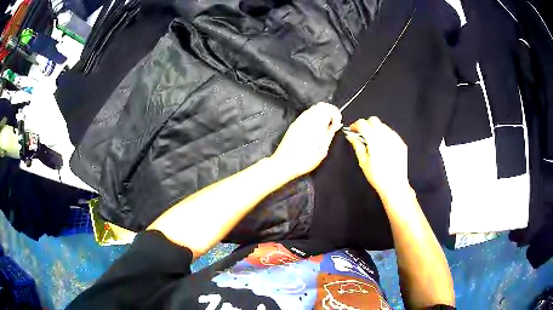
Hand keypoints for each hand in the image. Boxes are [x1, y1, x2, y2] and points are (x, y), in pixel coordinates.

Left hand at [270, 102, 341, 178]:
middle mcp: (306, 119)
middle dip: (330, 113)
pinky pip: (306, 114)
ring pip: (314, 108)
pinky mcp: (294, 124)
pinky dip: (314, 117)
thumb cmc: (303, 161)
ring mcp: (299, 121)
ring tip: (324, 128)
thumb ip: (330, 134)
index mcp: (315, 125)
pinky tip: (315, 130)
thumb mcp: (322, 151)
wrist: (284, 164)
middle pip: (322, 105)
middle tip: (332, 125)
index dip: (336, 115)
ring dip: (322, 114)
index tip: (337, 124)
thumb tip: (335, 125)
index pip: (329, 108)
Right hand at [345, 117, 408, 195]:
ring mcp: (395, 139)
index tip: (353, 129)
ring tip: (373, 141)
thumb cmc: (377, 177)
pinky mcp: (401, 143)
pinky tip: (383, 146)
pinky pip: (391, 133)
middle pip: (374, 120)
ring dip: (376, 129)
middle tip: (362, 133)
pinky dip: (385, 135)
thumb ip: (357, 145)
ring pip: (383, 125)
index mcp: (374, 140)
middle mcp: (386, 136)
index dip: (356, 124)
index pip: (363, 123)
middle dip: (366, 124)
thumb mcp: (363, 162)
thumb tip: (351, 136)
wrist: (395, 185)